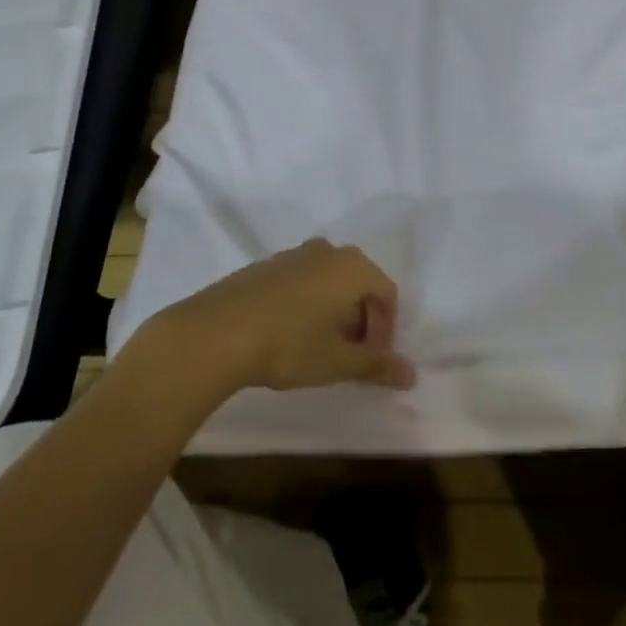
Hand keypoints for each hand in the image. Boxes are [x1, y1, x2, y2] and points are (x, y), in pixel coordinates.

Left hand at [152, 239, 416, 393]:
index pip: (387, 294)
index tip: (372, 361)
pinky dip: (306, 304)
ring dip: (333, 313)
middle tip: (349, 356)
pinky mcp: (265, 265)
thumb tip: (411, 375)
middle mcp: (327, 251)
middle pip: (359, 284)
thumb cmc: (289, 344)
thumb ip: (376, 366)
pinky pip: (301, 281)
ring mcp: (293, 254)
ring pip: (328, 282)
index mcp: (353, 267)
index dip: (386, 330)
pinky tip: (288, 335)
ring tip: (318, 348)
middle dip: (361, 321)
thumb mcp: (337, 362)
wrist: (215, 333)